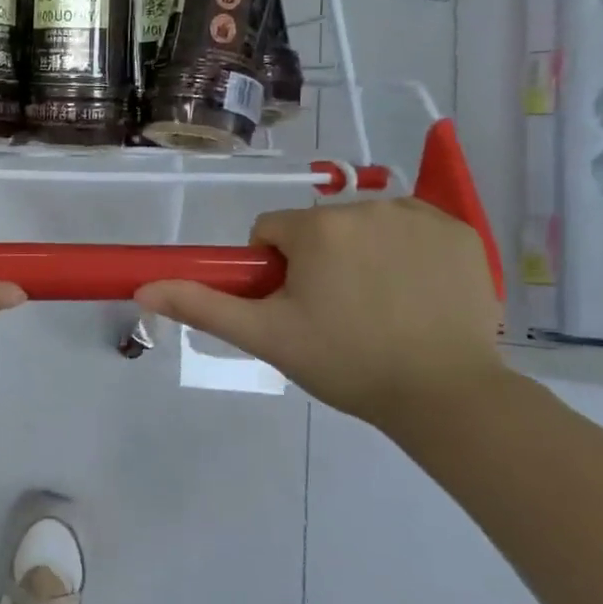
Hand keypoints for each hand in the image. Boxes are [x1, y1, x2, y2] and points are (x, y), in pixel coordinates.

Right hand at [135, 200, 504, 429]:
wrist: (446, 396)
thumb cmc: (346, 363)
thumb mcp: (266, 337)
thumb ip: (202, 305)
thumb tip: (143, 288)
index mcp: (317, 229)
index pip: (271, 232)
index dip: (274, 271)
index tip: (294, 308)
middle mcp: (366, 207)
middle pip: (317, 228)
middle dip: (317, 263)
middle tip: (335, 315)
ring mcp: (419, 215)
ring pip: (362, 225)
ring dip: (359, 254)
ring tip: (378, 309)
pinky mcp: (459, 231)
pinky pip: (410, 227)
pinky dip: (404, 251)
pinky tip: (415, 293)